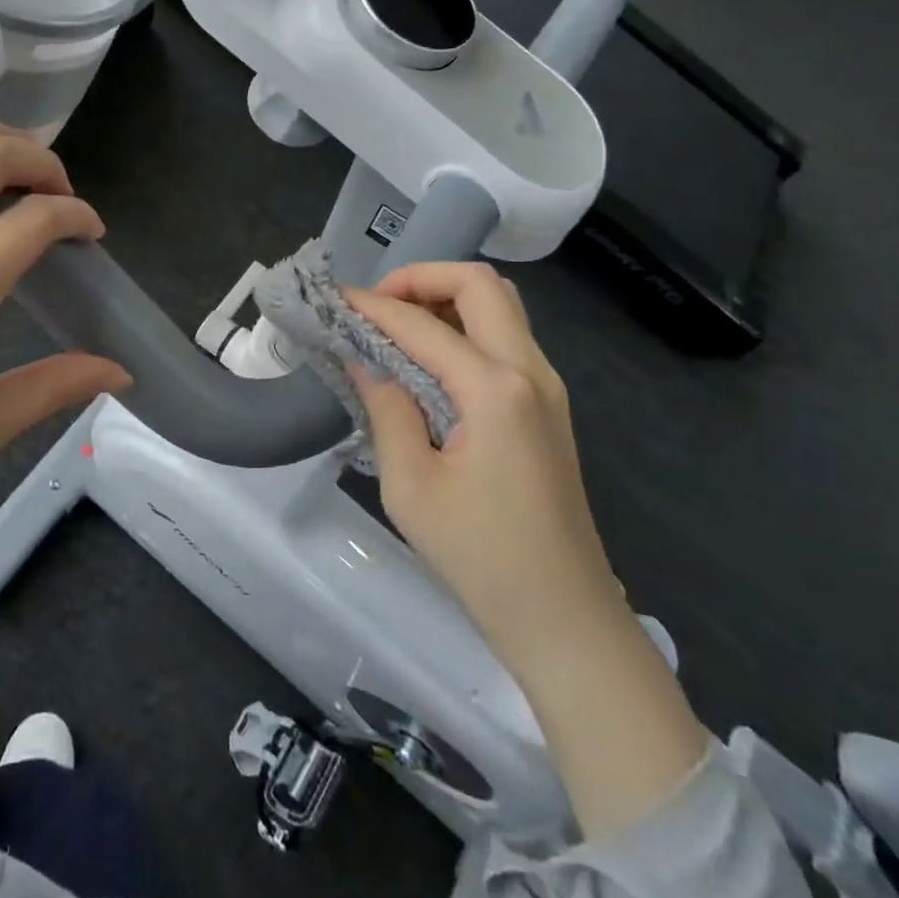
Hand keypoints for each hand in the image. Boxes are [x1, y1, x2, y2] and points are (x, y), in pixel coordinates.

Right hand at [344, 263, 613, 655]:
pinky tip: (429, 359)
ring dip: (446, 297)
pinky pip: (506, 336)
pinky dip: (464, 326)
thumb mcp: (411, 486)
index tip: (333, 300)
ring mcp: (547, 386)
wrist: (565, 619)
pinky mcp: (548, 405)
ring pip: (500, 304)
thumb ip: (386, 409)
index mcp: (496, 390)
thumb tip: (364, 358)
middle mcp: (530, 371)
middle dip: (421, 278)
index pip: (422, 324)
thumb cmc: (481, 558)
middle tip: (377, 306)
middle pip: (480, 283)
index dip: (372, 306)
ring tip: (398, 326)